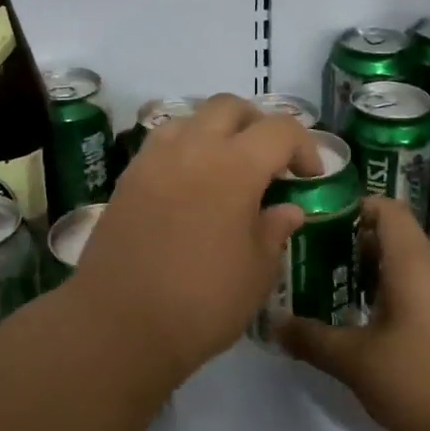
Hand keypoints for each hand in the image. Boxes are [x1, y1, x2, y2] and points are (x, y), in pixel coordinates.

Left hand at [68, 94, 321, 381]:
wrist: (119, 323)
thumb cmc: (201, 302)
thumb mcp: (256, 272)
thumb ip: (275, 230)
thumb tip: (287, 209)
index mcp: (235, 166)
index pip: (280, 129)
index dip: (303, 146)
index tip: (309, 176)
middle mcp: (193, 147)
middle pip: (230, 107)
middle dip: (257, 125)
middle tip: (269, 161)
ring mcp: (154, 158)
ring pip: (191, 117)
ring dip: (216, 131)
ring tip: (226, 168)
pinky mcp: (128, 176)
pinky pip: (162, 142)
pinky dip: (185, 148)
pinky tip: (190, 185)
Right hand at [278, 195, 429, 430]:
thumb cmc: (427, 381)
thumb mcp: (358, 362)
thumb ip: (313, 339)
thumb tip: (275, 324)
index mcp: (413, 262)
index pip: (386, 207)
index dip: (351, 207)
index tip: (316, 222)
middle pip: (391, 236)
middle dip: (349, 245)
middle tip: (311, 261)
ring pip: (404, 268)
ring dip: (368, 274)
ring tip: (330, 293)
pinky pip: (418, 293)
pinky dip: (389, 298)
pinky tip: (365, 328)